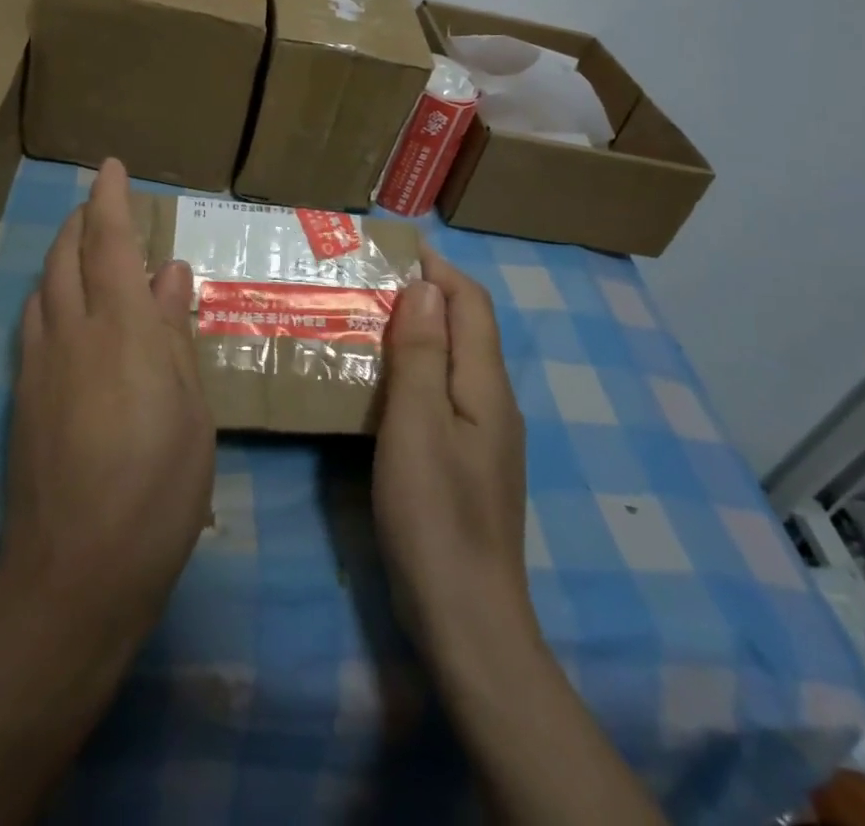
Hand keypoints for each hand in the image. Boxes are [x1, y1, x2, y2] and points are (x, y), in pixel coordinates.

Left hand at [0, 158, 214, 647]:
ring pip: (43, 285)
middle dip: (80, 220)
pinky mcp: (22, 395)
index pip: (111, 243)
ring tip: (81, 248)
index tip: (110, 166)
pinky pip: (32, 321)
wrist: (77, 570)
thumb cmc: (158, 488)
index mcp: (123, 329)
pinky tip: (61, 308)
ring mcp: (40, 363)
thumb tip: (172, 272)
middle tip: (98, 205)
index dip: (109, 199)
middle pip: (66, 255)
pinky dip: (48, 294)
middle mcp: (73, 331)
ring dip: (61, 254)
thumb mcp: (191, 408)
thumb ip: (175, 332)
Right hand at [373, 244, 530, 660]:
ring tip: (369, 319)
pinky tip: (383, 382)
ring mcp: (484, 436)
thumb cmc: (435, 512)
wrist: (467, 617)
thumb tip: (425, 287)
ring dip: (419, 330)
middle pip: (467, 329)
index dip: (439, 269)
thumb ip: (423, 352)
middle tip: (371, 281)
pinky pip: (444, 394)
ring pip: (454, 362)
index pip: (471, 305)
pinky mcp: (467, 462)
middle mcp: (494, 402)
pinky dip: (417, 368)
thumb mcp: (417, 423)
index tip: (397, 246)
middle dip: (427, 295)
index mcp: (486, 385)